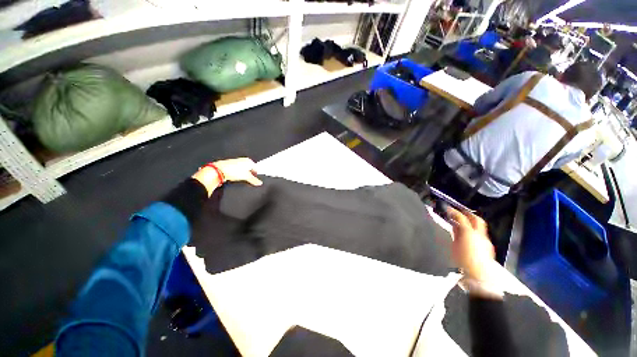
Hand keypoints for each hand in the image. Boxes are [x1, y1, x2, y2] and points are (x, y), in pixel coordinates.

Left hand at [192, 158, 262, 195]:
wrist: (219, 170)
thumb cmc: (235, 171)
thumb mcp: (246, 177)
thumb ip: (254, 180)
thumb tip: (260, 183)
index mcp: (249, 161)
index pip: (256, 168)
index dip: (256, 175)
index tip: (254, 180)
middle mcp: (243, 160)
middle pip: (250, 169)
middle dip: (250, 174)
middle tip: (248, 181)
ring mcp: (237, 162)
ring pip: (243, 169)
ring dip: (243, 175)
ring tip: (241, 180)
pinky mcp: (230, 164)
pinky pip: (237, 170)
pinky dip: (237, 174)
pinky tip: (235, 178)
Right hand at [446, 207, 494, 282]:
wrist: (479, 279)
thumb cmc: (463, 262)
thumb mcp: (454, 247)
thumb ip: (455, 234)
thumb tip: (454, 226)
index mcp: (469, 233)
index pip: (461, 218)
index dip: (454, 212)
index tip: (448, 209)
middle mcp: (480, 235)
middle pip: (476, 219)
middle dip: (468, 214)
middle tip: (459, 211)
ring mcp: (486, 241)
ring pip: (480, 227)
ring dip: (471, 222)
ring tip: (462, 223)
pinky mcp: (488, 248)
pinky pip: (481, 235)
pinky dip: (474, 231)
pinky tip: (468, 235)